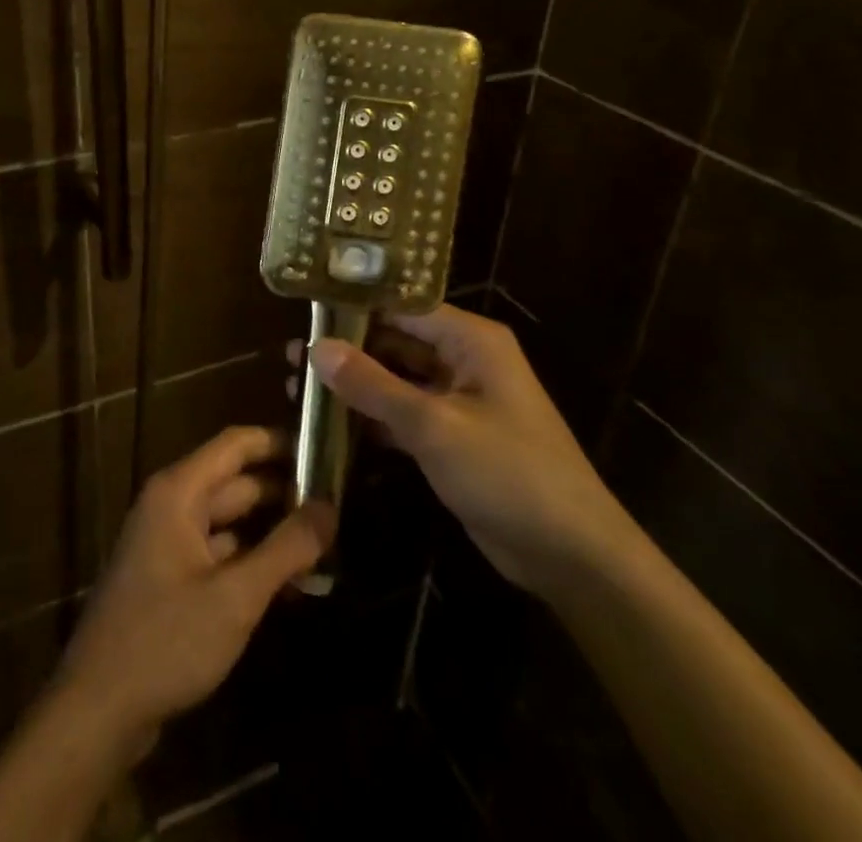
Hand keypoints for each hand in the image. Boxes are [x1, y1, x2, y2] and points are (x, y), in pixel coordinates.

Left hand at [51, 426, 336, 757]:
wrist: (98, 708)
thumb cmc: (166, 640)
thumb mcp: (235, 596)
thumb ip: (286, 549)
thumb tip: (330, 506)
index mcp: (179, 491)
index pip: (236, 444)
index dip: (279, 443)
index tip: (324, 452)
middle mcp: (171, 505)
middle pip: (235, 482)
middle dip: (283, 492)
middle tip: (337, 506)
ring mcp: (167, 541)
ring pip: (228, 520)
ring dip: (270, 529)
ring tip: (323, 542)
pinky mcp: (168, 577)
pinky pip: (216, 551)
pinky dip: (249, 558)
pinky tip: (286, 581)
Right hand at [305, 305, 636, 598]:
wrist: (570, 556)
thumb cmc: (508, 473)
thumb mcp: (434, 426)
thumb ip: (373, 385)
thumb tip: (316, 346)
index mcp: (470, 340)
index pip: (403, 306)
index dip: (355, 306)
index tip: (305, 310)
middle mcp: (463, 360)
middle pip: (396, 341)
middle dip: (347, 349)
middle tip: (291, 353)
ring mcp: (457, 401)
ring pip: (395, 380)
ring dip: (354, 385)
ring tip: (298, 386)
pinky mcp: (450, 438)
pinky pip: (402, 415)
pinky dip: (370, 417)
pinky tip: (328, 422)